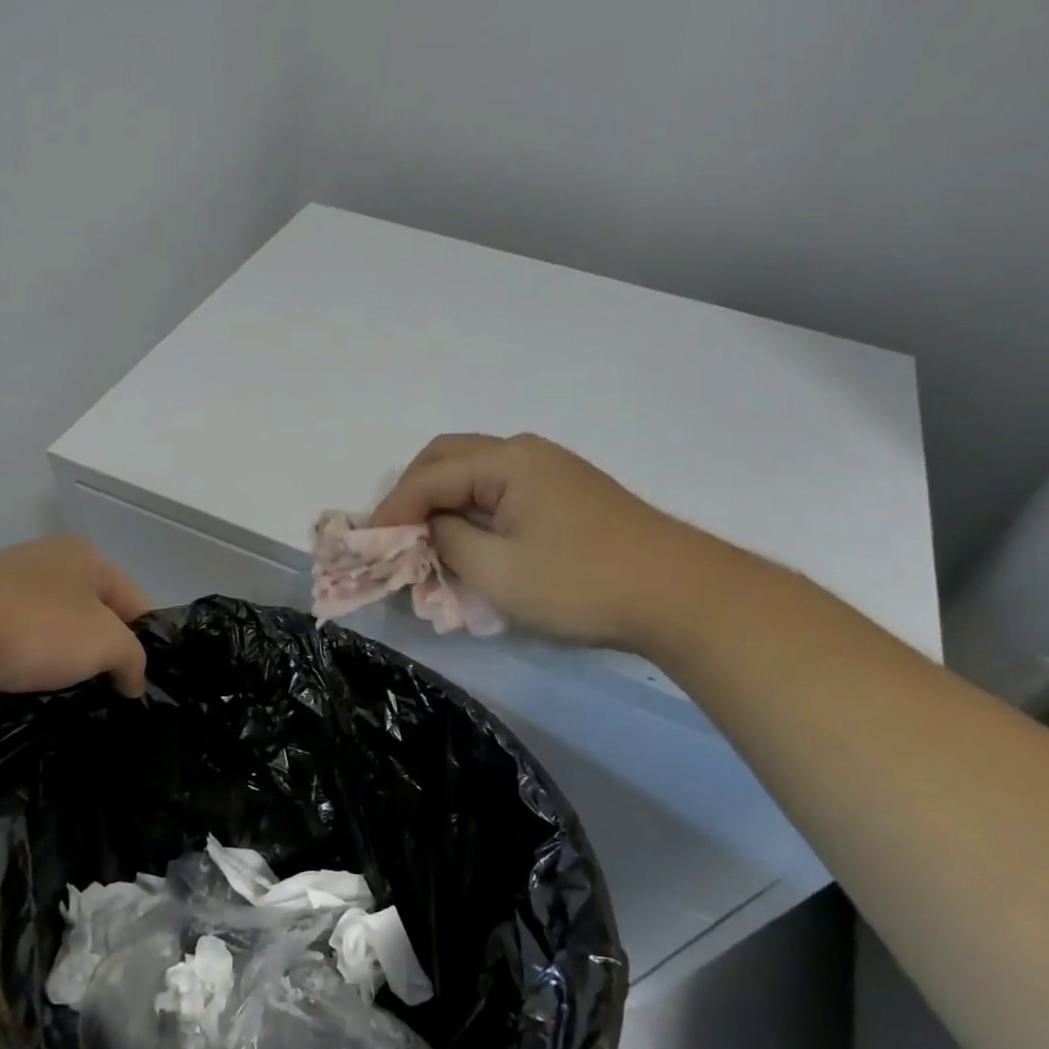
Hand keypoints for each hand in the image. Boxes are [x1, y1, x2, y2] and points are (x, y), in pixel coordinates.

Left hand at [0, 537, 152, 718]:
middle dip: (99, 662)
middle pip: (88, 623)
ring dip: (57, 681)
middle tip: (113, 702)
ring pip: (46, 649)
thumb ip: (133, 659)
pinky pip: (7, 669)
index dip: (146, 640)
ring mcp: (0, 602)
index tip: (146, 681)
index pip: (133, 599)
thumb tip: (133, 681)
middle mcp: (42, 571)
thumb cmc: (36, 626)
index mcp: (81, 558)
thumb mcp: (107, 642)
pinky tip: (29, 720)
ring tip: (73, 716)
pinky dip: (17, 693)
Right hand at [370, 433, 721, 649]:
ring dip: (441, 502)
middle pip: (448, 459)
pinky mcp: (565, 494)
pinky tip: (467, 540)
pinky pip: (500, 491)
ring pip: (474, 473)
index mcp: (508, 461)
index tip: (365, 544)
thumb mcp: (498, 571)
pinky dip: (471, 510)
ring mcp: (550, 471)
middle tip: (393, 536)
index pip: (430, 476)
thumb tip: (427, 529)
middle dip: (412, 495)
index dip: (391, 510)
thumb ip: (447, 543)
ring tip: (424, 541)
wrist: (682, 596)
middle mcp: (526, 452)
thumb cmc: (582, 583)